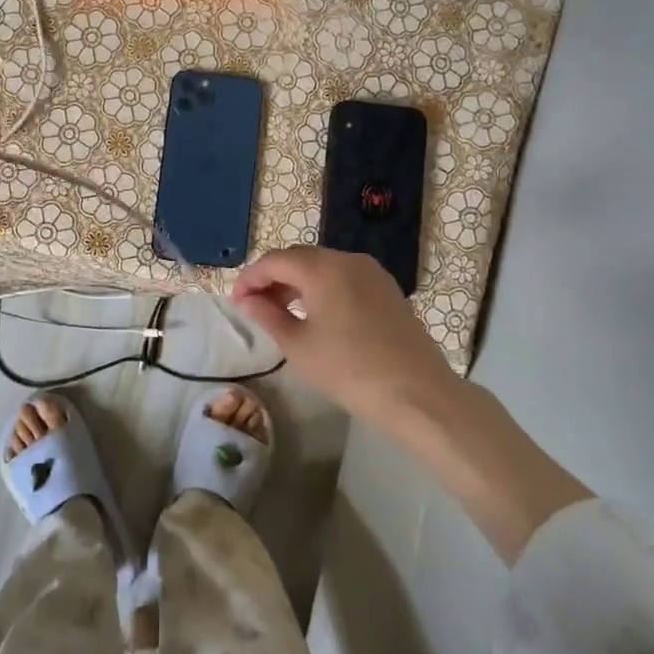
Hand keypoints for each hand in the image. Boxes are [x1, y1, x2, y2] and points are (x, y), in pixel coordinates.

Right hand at [236, 244, 592, 562]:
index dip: (250, 278)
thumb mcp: (300, 346)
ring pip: (323, 266)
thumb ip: (268, 316)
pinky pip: (344, 277)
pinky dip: (322, 288)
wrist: (418, 394)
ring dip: (298, 283)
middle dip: (273, 278)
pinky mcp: (387, 289)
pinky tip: (316, 315)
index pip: (275, 261)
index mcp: (323, 268)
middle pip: (300, 258)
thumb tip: (247, 300)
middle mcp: (348, 259)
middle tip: (254, 306)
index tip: (235, 301)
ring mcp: (372, 273)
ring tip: (281, 312)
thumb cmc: (350, 370)